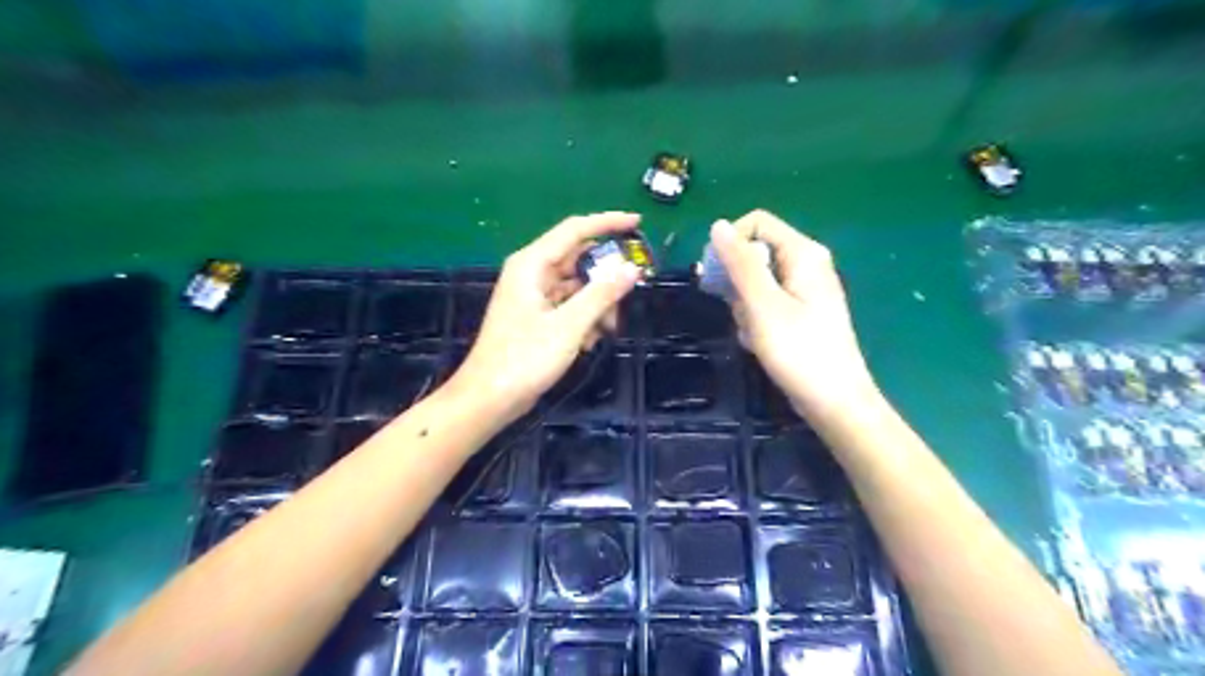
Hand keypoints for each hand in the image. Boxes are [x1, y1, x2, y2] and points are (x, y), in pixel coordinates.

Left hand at [446, 210, 644, 422]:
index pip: (575, 230)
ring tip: (609, 328)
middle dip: (605, 276)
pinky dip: (584, 318)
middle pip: (578, 259)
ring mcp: (534, 296)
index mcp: (532, 264)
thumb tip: (631, 268)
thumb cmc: (525, 358)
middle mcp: (532, 273)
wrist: (490, 398)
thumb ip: (602, 294)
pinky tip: (589, 342)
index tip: (638, 222)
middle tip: (631, 290)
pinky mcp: (537, 316)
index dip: (607, 223)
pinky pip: (569, 305)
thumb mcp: (569, 325)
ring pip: (576, 286)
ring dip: (597, 303)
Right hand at [708, 208, 882, 417]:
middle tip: (740, 312)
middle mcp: (806, 264)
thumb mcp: (763, 304)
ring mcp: (804, 290)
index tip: (716, 275)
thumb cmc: (799, 351)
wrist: (834, 402)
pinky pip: (766, 304)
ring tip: (754, 333)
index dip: (731, 242)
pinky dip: (756, 320)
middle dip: (737, 283)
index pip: (756, 223)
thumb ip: (740, 263)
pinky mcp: (800, 313)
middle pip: (755, 254)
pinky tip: (761, 343)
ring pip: (756, 283)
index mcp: (803, 253)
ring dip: (745, 307)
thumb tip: (717, 225)